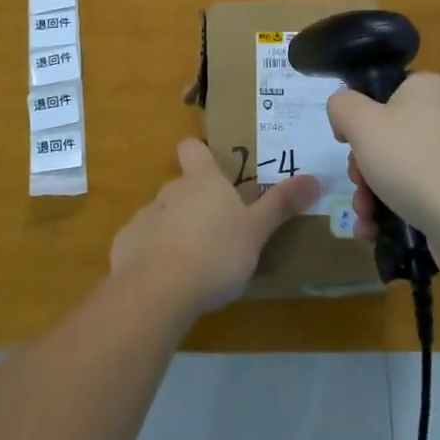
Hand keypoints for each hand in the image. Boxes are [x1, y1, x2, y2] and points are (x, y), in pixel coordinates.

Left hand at [110, 138, 319, 315]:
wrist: (158, 291)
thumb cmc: (215, 252)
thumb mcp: (257, 231)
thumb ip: (282, 204)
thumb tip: (314, 177)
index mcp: (201, 180)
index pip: (192, 147)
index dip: (200, 153)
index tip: (214, 169)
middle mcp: (170, 190)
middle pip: (181, 185)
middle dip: (195, 202)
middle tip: (218, 230)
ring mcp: (144, 217)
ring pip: (162, 215)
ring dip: (174, 230)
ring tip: (193, 263)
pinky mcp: (125, 246)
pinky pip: (142, 244)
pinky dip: (152, 257)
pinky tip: (165, 282)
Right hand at [328, 72, 439, 273]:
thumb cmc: (412, 163)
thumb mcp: (361, 123)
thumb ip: (342, 105)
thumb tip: (345, 113)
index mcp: (430, 87)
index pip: (382, 92)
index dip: (358, 117)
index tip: (346, 144)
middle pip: (388, 133)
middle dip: (363, 165)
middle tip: (357, 184)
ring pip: (400, 166)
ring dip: (373, 191)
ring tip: (365, 216)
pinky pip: (421, 189)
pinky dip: (395, 207)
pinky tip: (376, 230)